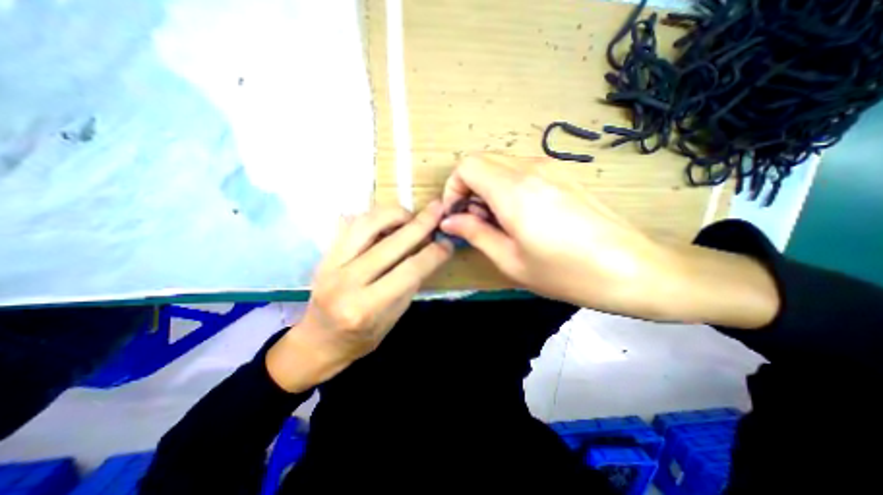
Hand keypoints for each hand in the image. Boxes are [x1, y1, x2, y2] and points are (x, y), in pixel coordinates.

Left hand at [264, 203, 450, 391]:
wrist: (317, 343)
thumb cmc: (359, 339)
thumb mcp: (393, 319)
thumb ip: (409, 285)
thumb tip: (428, 253)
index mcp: (366, 307)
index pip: (409, 271)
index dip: (433, 253)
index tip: (448, 243)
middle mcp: (346, 282)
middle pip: (390, 243)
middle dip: (420, 224)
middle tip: (438, 210)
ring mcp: (329, 265)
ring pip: (366, 224)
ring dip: (393, 214)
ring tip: (410, 216)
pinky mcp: (324, 255)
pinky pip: (349, 225)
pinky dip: (372, 216)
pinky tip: (386, 219)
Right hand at [438, 153, 774, 326]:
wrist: (634, 269)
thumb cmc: (567, 273)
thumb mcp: (511, 261)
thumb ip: (475, 234)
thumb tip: (449, 220)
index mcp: (514, 191)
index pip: (466, 166)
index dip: (453, 188)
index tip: (457, 215)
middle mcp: (530, 169)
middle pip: (481, 160)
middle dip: (468, 188)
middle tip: (476, 221)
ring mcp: (550, 167)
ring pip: (500, 164)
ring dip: (487, 188)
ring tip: (498, 222)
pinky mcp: (562, 173)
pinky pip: (520, 170)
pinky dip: (506, 186)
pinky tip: (520, 215)